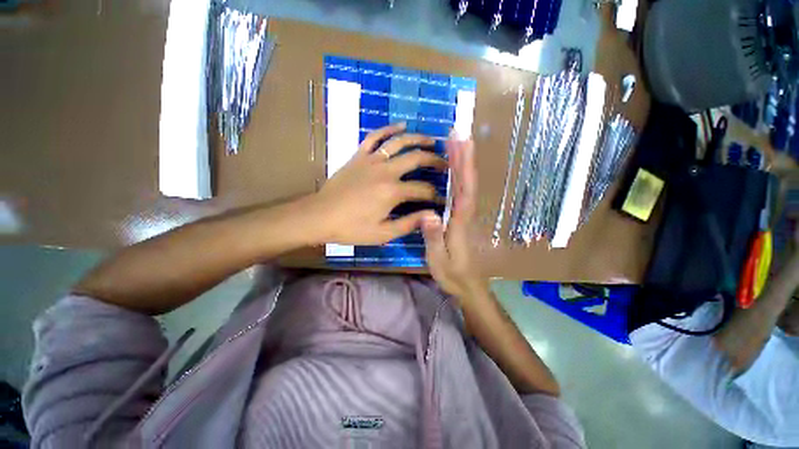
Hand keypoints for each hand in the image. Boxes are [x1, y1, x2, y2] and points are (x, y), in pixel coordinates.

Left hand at [308, 123, 446, 245]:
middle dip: (435, 161)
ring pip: (399, 142)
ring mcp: (371, 160)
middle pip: (417, 158)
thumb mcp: (383, 234)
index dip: (435, 195)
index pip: (423, 189)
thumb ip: (409, 223)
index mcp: (392, 191)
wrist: (320, 216)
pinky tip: (401, 126)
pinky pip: (375, 136)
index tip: (441, 199)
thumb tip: (432, 215)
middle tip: (445, 165)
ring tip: (432, 141)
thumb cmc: (351, 228)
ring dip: (418, 139)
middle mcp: (386, 171)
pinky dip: (389, 129)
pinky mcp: (359, 155)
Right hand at [422, 134, 488, 299]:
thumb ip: (433, 238)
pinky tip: (454, 170)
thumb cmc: (452, 274)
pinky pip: (461, 193)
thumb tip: (428, 214)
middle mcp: (465, 214)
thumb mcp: (438, 259)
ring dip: (463, 164)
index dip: (463, 167)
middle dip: (464, 158)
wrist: (467, 284)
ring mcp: (464, 215)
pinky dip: (459, 178)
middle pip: (467, 182)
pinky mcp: (461, 218)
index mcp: (459, 222)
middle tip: (458, 135)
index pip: (464, 190)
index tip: (460, 145)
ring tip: (457, 144)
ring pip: (466, 185)